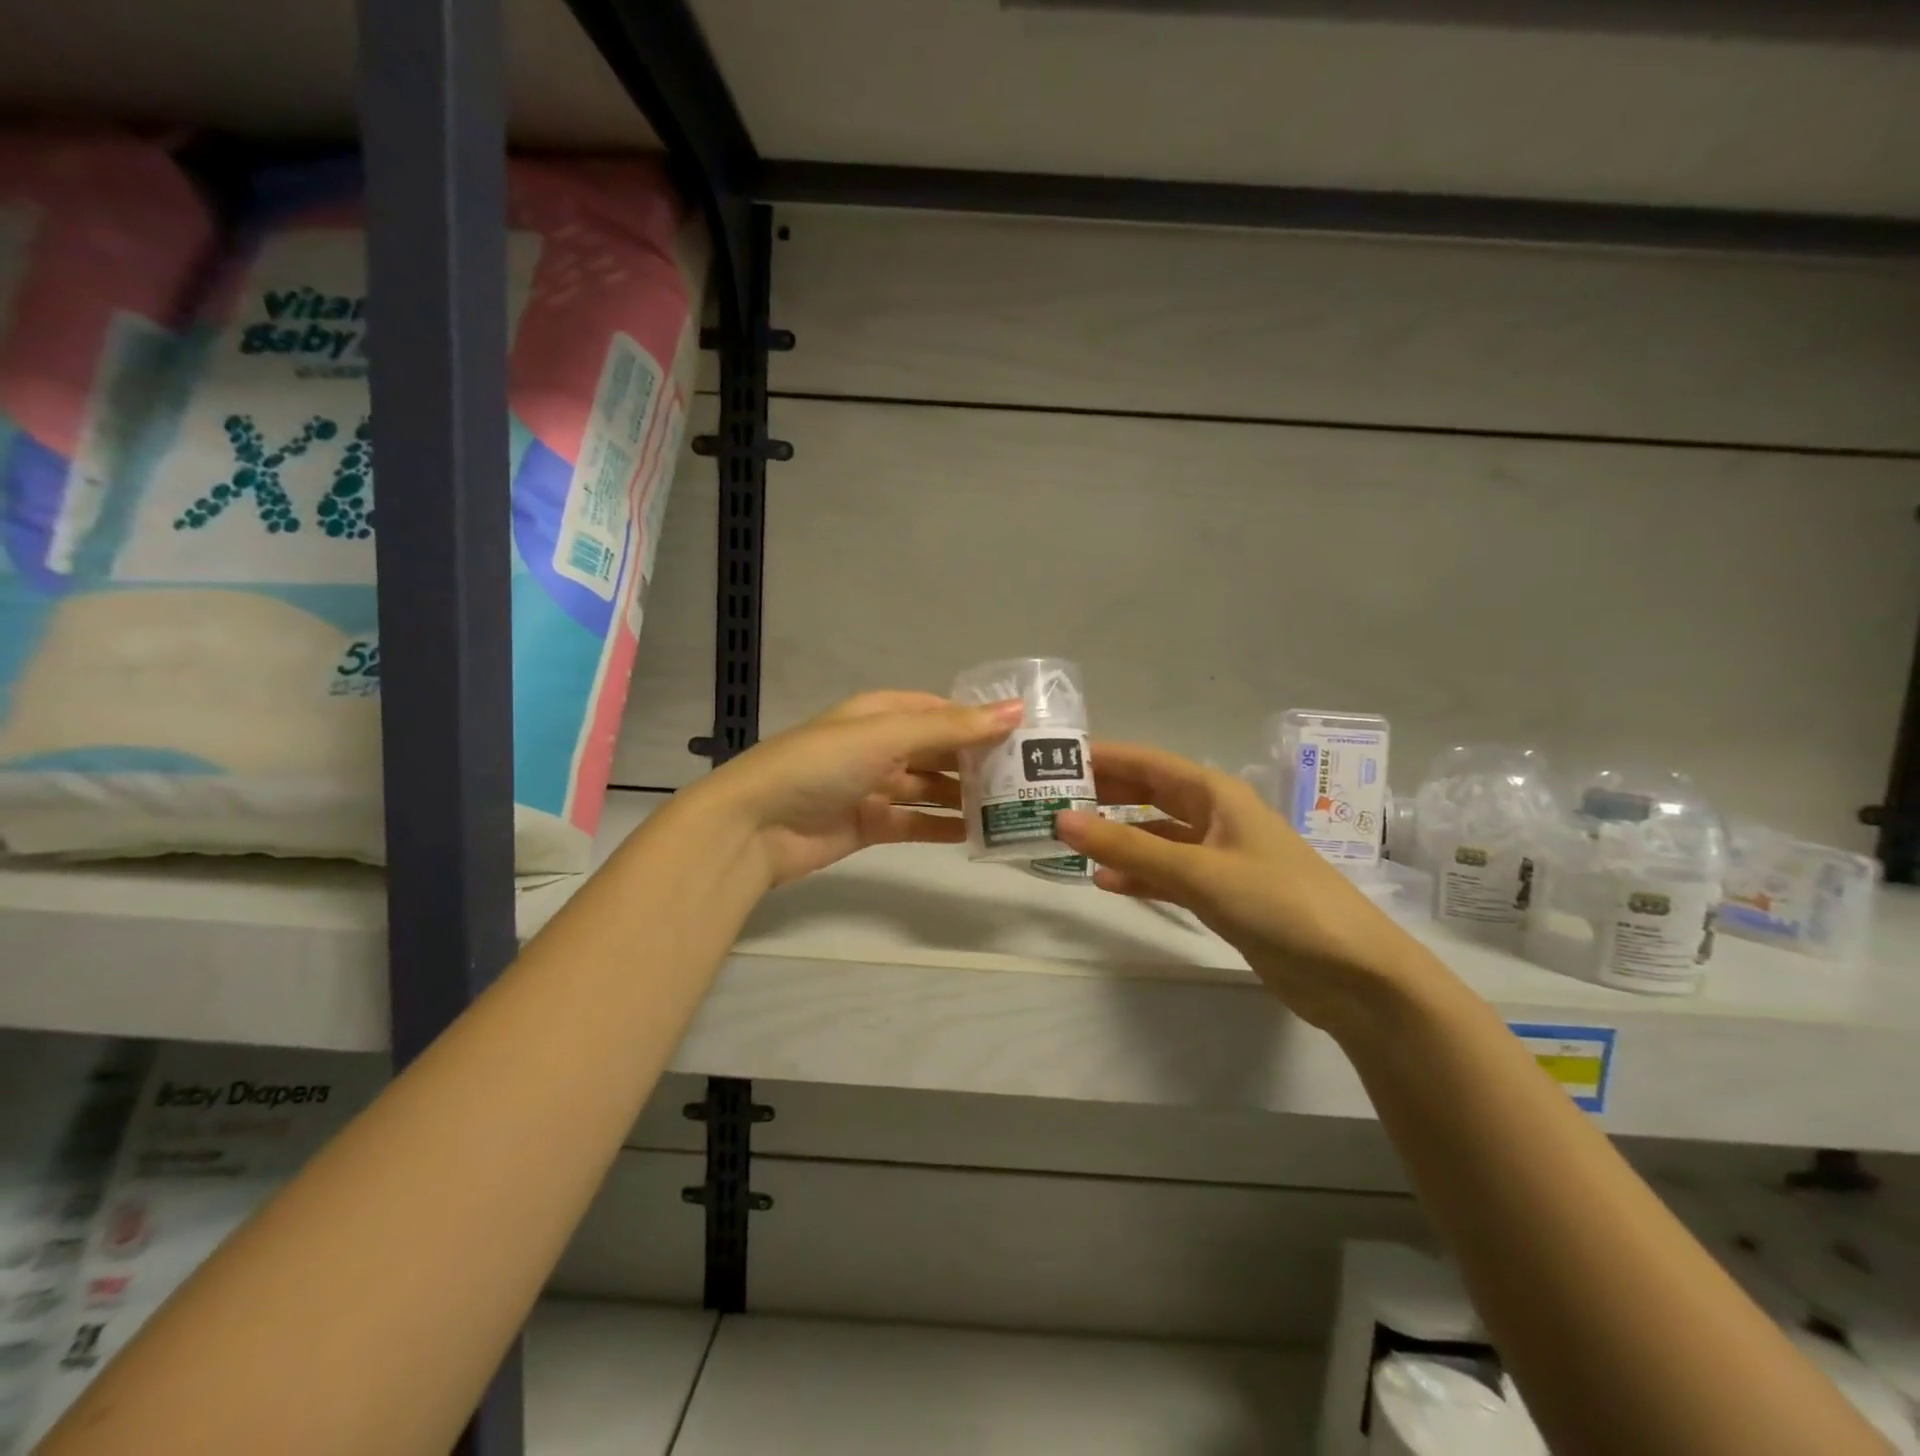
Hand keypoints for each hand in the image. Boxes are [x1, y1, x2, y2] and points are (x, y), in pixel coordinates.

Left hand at [693, 691, 1023, 888]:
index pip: (940, 710)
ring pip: (930, 788)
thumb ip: (952, 727)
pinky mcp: (869, 825)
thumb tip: (1017, 709)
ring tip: (1013, 806)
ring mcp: (873, 787)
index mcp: (880, 713)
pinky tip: (977, 834)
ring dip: (964, 796)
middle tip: (1029, 775)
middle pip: (938, 750)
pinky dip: (942, 827)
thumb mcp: (888, 736)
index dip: (978, 719)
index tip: (1024, 733)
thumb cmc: (821, 764)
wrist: (755, 825)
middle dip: (977, 761)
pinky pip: (915, 823)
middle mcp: (879, 746)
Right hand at [1055, 743, 1436, 1029]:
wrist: (1354, 974)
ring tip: (1066, 839)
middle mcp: (1215, 817)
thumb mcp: (1200, 871)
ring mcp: (1218, 856)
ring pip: (1154, 835)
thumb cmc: (1280, 904)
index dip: (1103, 756)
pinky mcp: (1220, 893)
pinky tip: (1104, 880)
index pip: (1148, 762)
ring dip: (1115, 835)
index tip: (1052, 757)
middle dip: (1104, 793)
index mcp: (1216, 794)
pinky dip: (1137, 874)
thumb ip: (1130, 846)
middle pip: (1149, 794)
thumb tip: (1061, 819)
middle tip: (1048, 797)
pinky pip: (1167, 873)